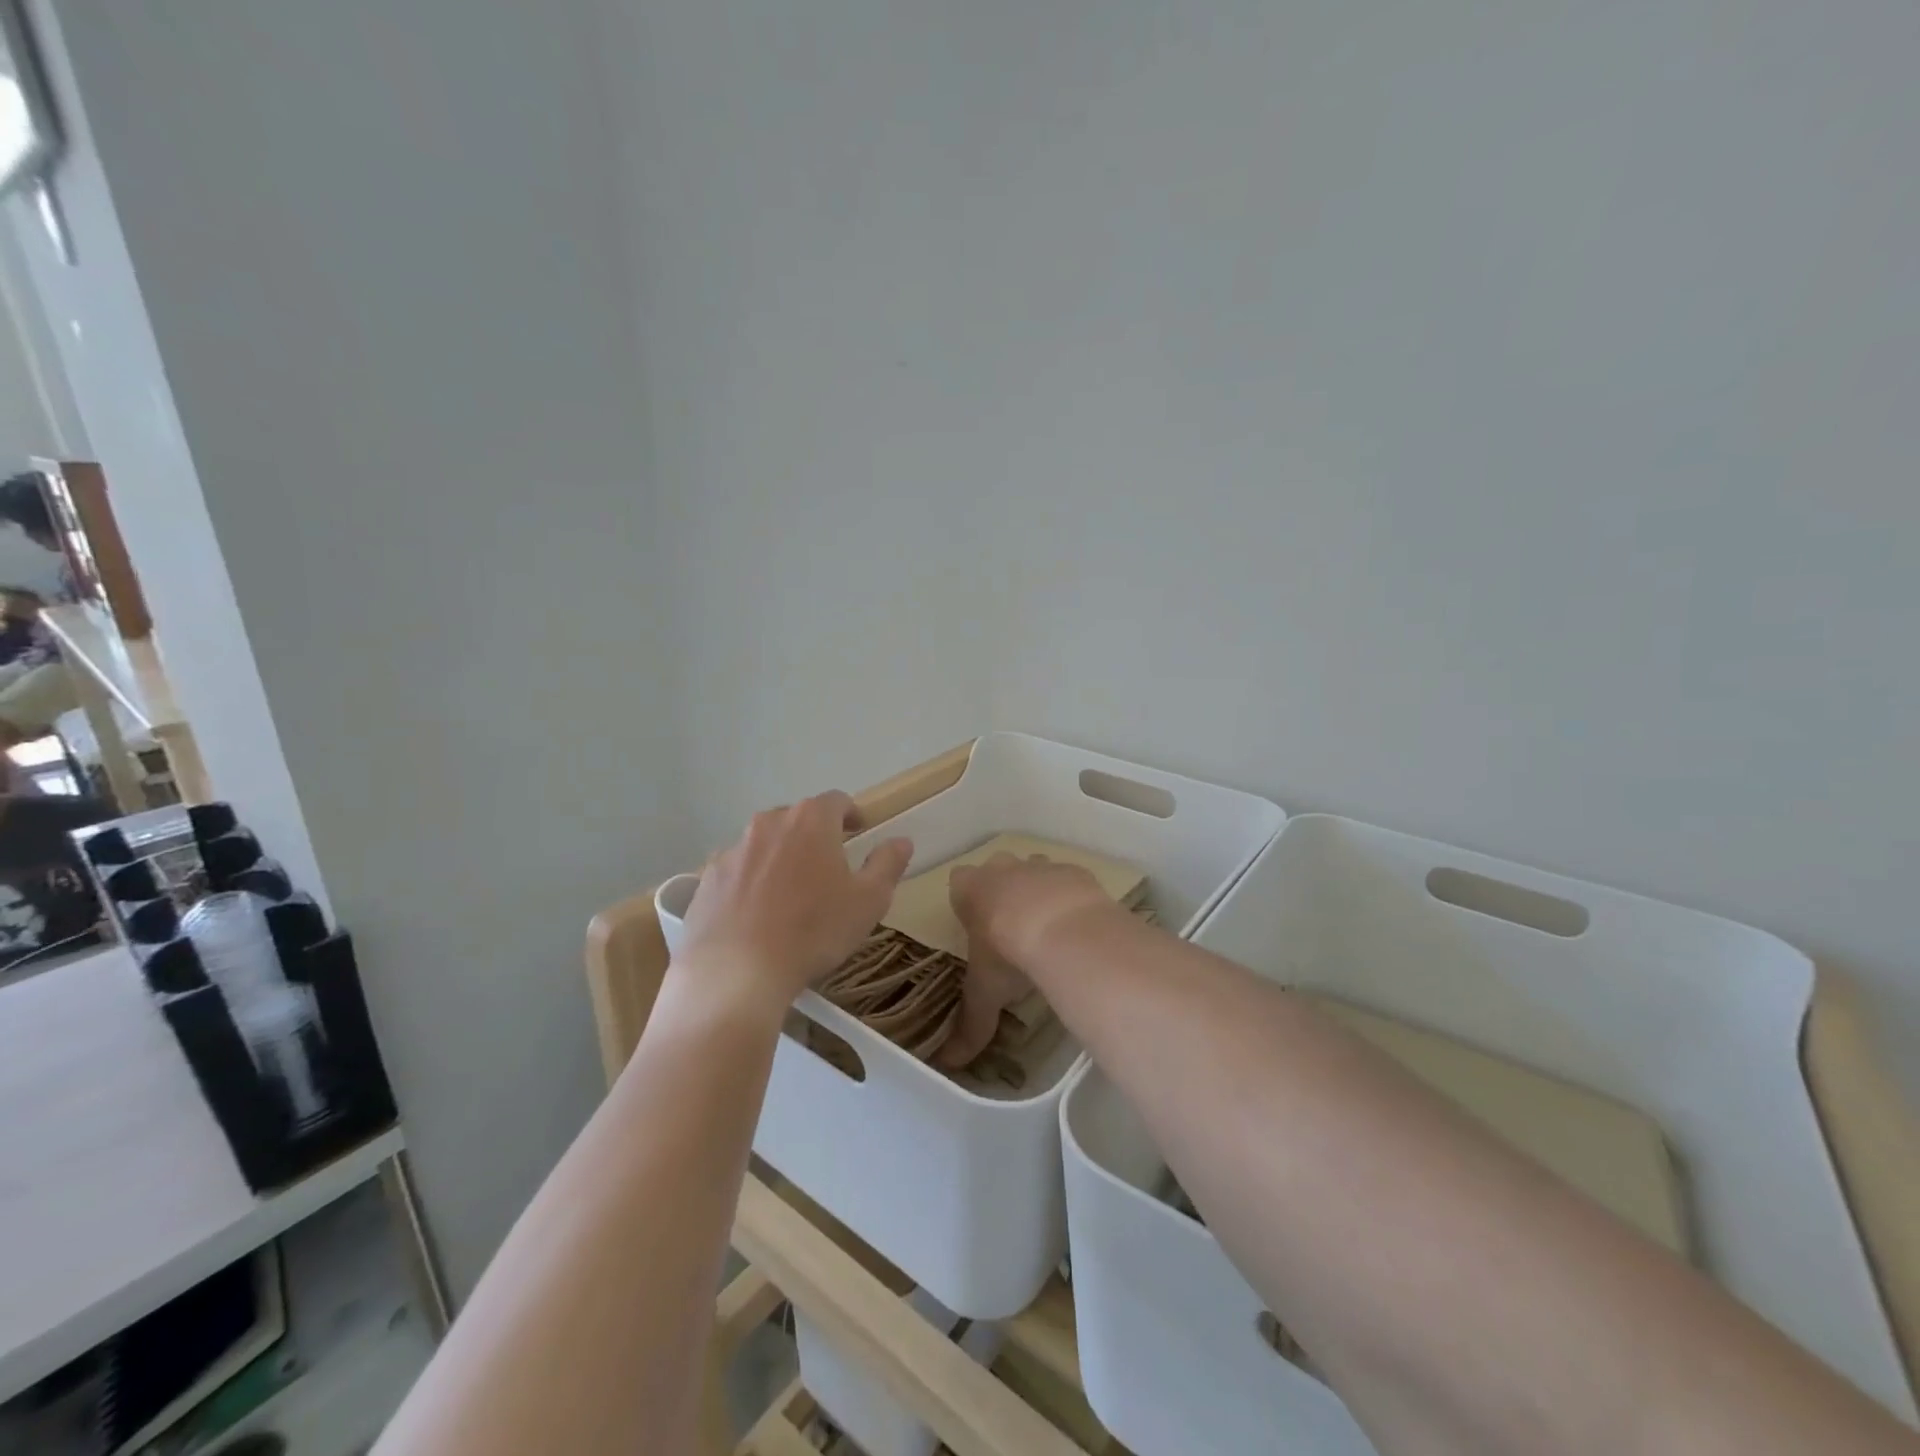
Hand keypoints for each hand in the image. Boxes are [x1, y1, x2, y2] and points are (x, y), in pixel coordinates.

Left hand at [674, 792, 912, 1014]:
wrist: (735, 972)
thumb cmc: (813, 931)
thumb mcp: (868, 902)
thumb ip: (888, 864)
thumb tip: (900, 841)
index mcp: (810, 821)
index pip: (836, 800)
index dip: (851, 814)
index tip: (858, 832)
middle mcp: (768, 823)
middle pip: (797, 818)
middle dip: (814, 836)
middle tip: (828, 868)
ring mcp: (733, 850)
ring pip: (764, 843)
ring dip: (780, 857)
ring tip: (790, 894)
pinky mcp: (707, 879)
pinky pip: (737, 871)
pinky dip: (750, 882)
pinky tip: (756, 916)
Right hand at [938, 853, 1115, 1067]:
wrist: (1062, 927)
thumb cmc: (1007, 952)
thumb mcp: (985, 992)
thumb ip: (969, 1025)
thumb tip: (949, 1064)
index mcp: (971, 888)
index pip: (958, 881)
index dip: (966, 900)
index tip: (975, 923)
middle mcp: (1003, 868)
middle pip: (997, 870)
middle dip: (1003, 892)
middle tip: (1010, 928)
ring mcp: (1040, 865)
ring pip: (1034, 870)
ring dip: (1037, 892)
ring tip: (1046, 929)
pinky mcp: (1074, 871)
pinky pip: (1068, 881)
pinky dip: (1069, 899)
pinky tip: (1076, 927)